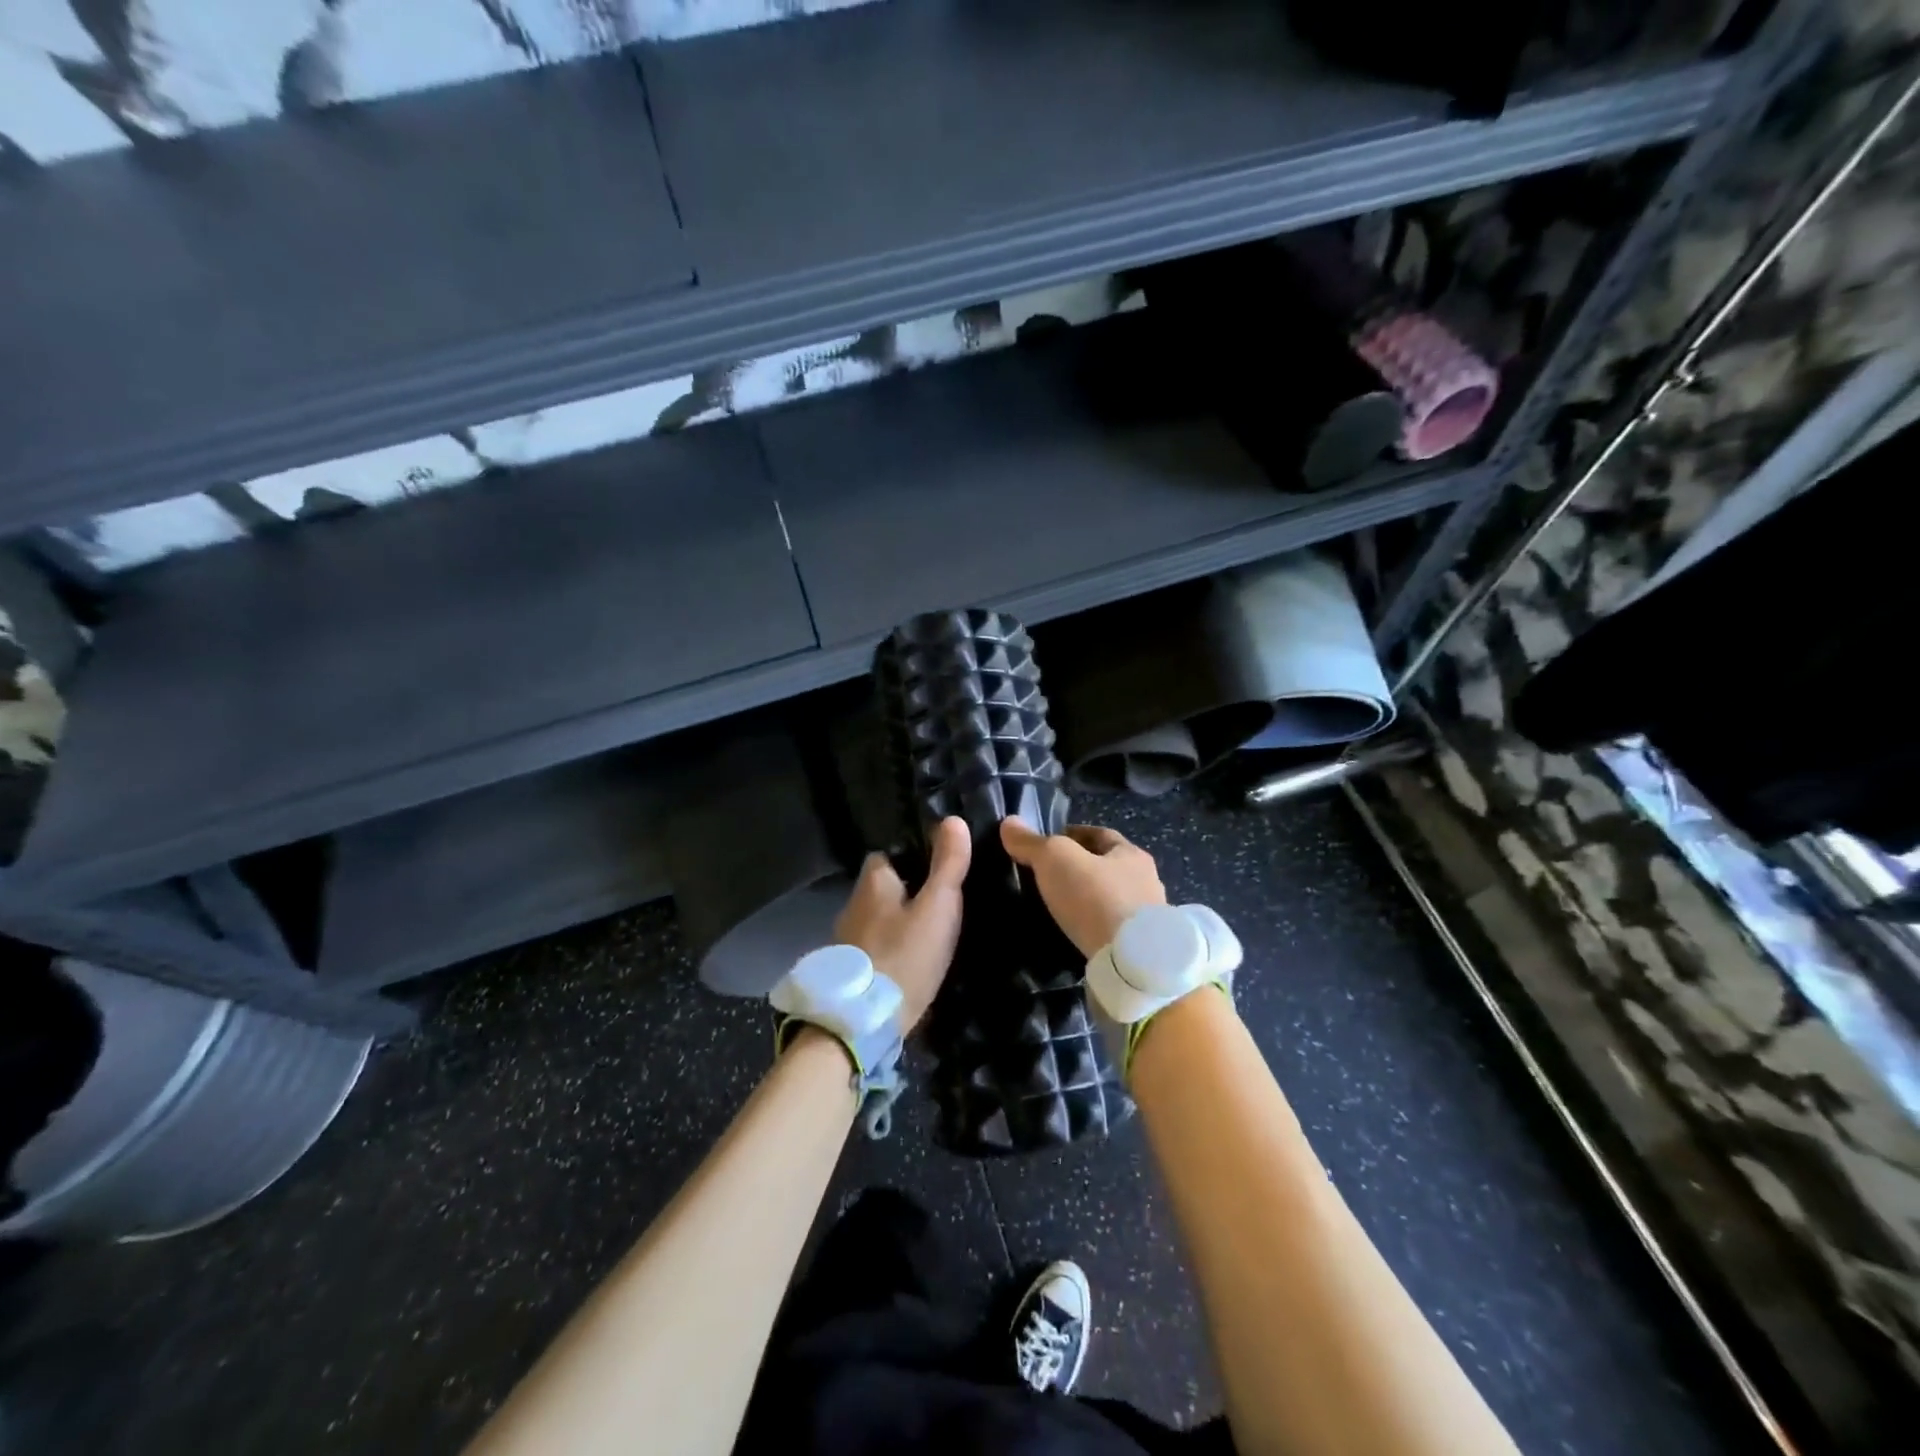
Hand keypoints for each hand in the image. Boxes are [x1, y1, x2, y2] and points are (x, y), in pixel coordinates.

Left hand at [834, 817, 970, 1033]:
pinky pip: (873, 949)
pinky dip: (889, 951)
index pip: (888, 856)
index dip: (913, 858)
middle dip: (906, 894)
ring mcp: (845, 941)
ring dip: (897, 924)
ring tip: (929, 936)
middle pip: (883, 889)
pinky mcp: (848, 972)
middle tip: (940, 906)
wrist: (862, 1024)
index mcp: (872, 882)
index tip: (938, 869)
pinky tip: (909, 965)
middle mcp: (852, 905)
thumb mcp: (938, 908)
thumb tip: (953, 819)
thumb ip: (948, 865)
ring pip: (877, 920)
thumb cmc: (904, 956)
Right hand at [1001, 819, 1166, 957]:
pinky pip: (1110, 932)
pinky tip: (1073, 937)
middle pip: (1107, 868)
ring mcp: (1147, 921)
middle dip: (1080, 871)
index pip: (1100, 835)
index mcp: (1132, 855)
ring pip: (1110, 902)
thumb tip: (1009, 823)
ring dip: (1087, 903)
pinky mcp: (1139, 952)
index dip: (1073, 835)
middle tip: (1047, 878)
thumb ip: (1032, 842)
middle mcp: (1146, 883)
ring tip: (1056, 910)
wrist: (1131, 963)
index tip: (1047, 845)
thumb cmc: (1096, 898)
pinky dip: (1092, 930)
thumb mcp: (1056, 860)